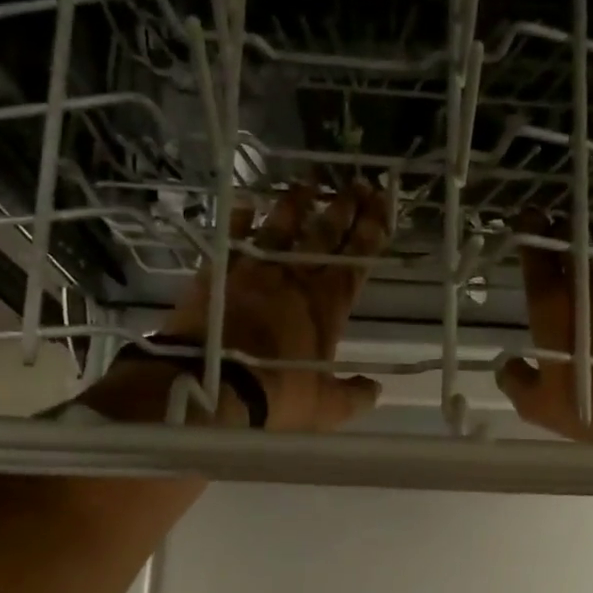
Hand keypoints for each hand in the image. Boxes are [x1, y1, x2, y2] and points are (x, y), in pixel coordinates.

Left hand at [87, 180, 388, 431]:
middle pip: (324, 235)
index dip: (371, 233)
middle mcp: (294, 279)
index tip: (382, 206)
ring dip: (297, 203)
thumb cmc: (276, 396)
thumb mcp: (325, 408)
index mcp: (327, 307)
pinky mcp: (218, 273)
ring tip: (309, 184)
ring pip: (281, 227)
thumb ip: (354, 396)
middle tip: (359, 183)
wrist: (210, 387)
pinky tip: (247, 203)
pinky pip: (233, 238)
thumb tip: (376, 389)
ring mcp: (254, 271)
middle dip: (345, 208)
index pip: (356, 261)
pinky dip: (240, 219)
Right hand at [494, 210, 592, 447]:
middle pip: (572, 234)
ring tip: (590, 253)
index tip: (525, 222)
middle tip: (554, 238)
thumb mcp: (539, 406)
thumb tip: (507, 365)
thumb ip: (516, 380)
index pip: (535, 249)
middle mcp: (590, 279)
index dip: (528, 229)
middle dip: (560, 231)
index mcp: (552, 301)